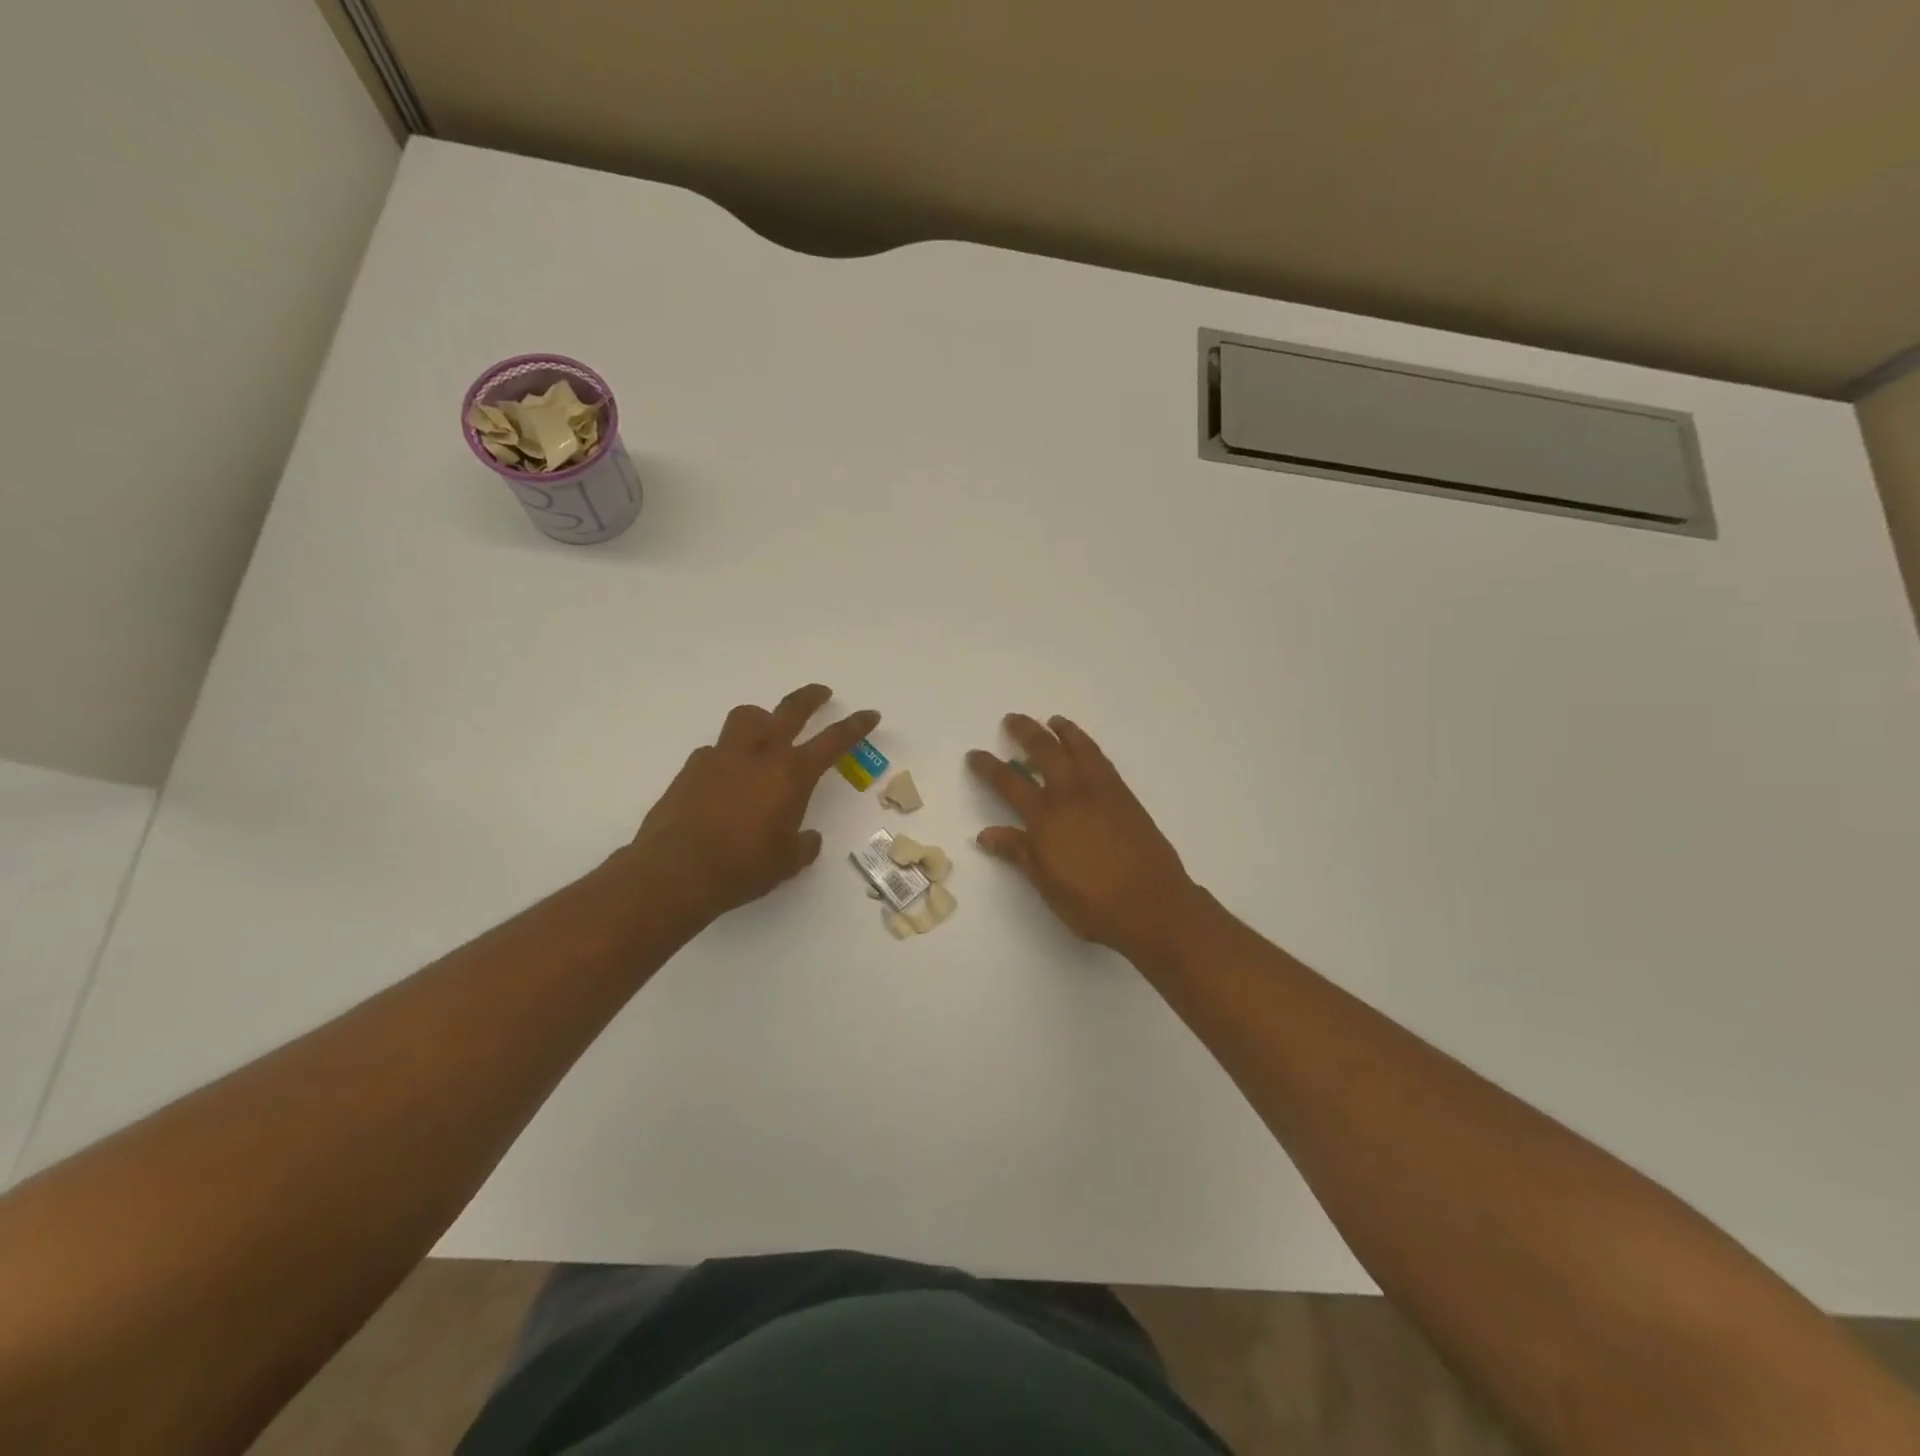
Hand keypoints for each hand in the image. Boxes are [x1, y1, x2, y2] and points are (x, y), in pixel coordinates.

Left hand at [623, 684, 879, 921]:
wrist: (676, 872)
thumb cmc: (743, 867)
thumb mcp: (787, 862)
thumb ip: (802, 844)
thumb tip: (807, 838)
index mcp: (792, 775)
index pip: (833, 741)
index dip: (855, 726)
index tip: (869, 714)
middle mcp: (759, 755)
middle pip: (790, 710)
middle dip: (810, 698)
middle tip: (822, 693)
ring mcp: (722, 756)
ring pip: (747, 717)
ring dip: (762, 717)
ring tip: (766, 731)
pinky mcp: (692, 768)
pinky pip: (716, 749)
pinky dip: (728, 755)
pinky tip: (725, 779)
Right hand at [968, 714, 1199, 960]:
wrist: (1151, 903)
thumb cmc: (1092, 903)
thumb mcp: (1046, 883)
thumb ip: (1018, 852)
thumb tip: (985, 834)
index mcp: (1045, 818)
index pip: (1009, 784)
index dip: (989, 767)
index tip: (975, 755)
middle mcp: (1070, 795)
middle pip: (1044, 752)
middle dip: (1025, 732)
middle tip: (1012, 720)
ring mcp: (1101, 792)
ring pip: (1078, 748)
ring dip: (1062, 731)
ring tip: (1053, 720)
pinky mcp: (1125, 796)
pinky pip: (1101, 760)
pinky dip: (1088, 746)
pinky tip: (1085, 748)